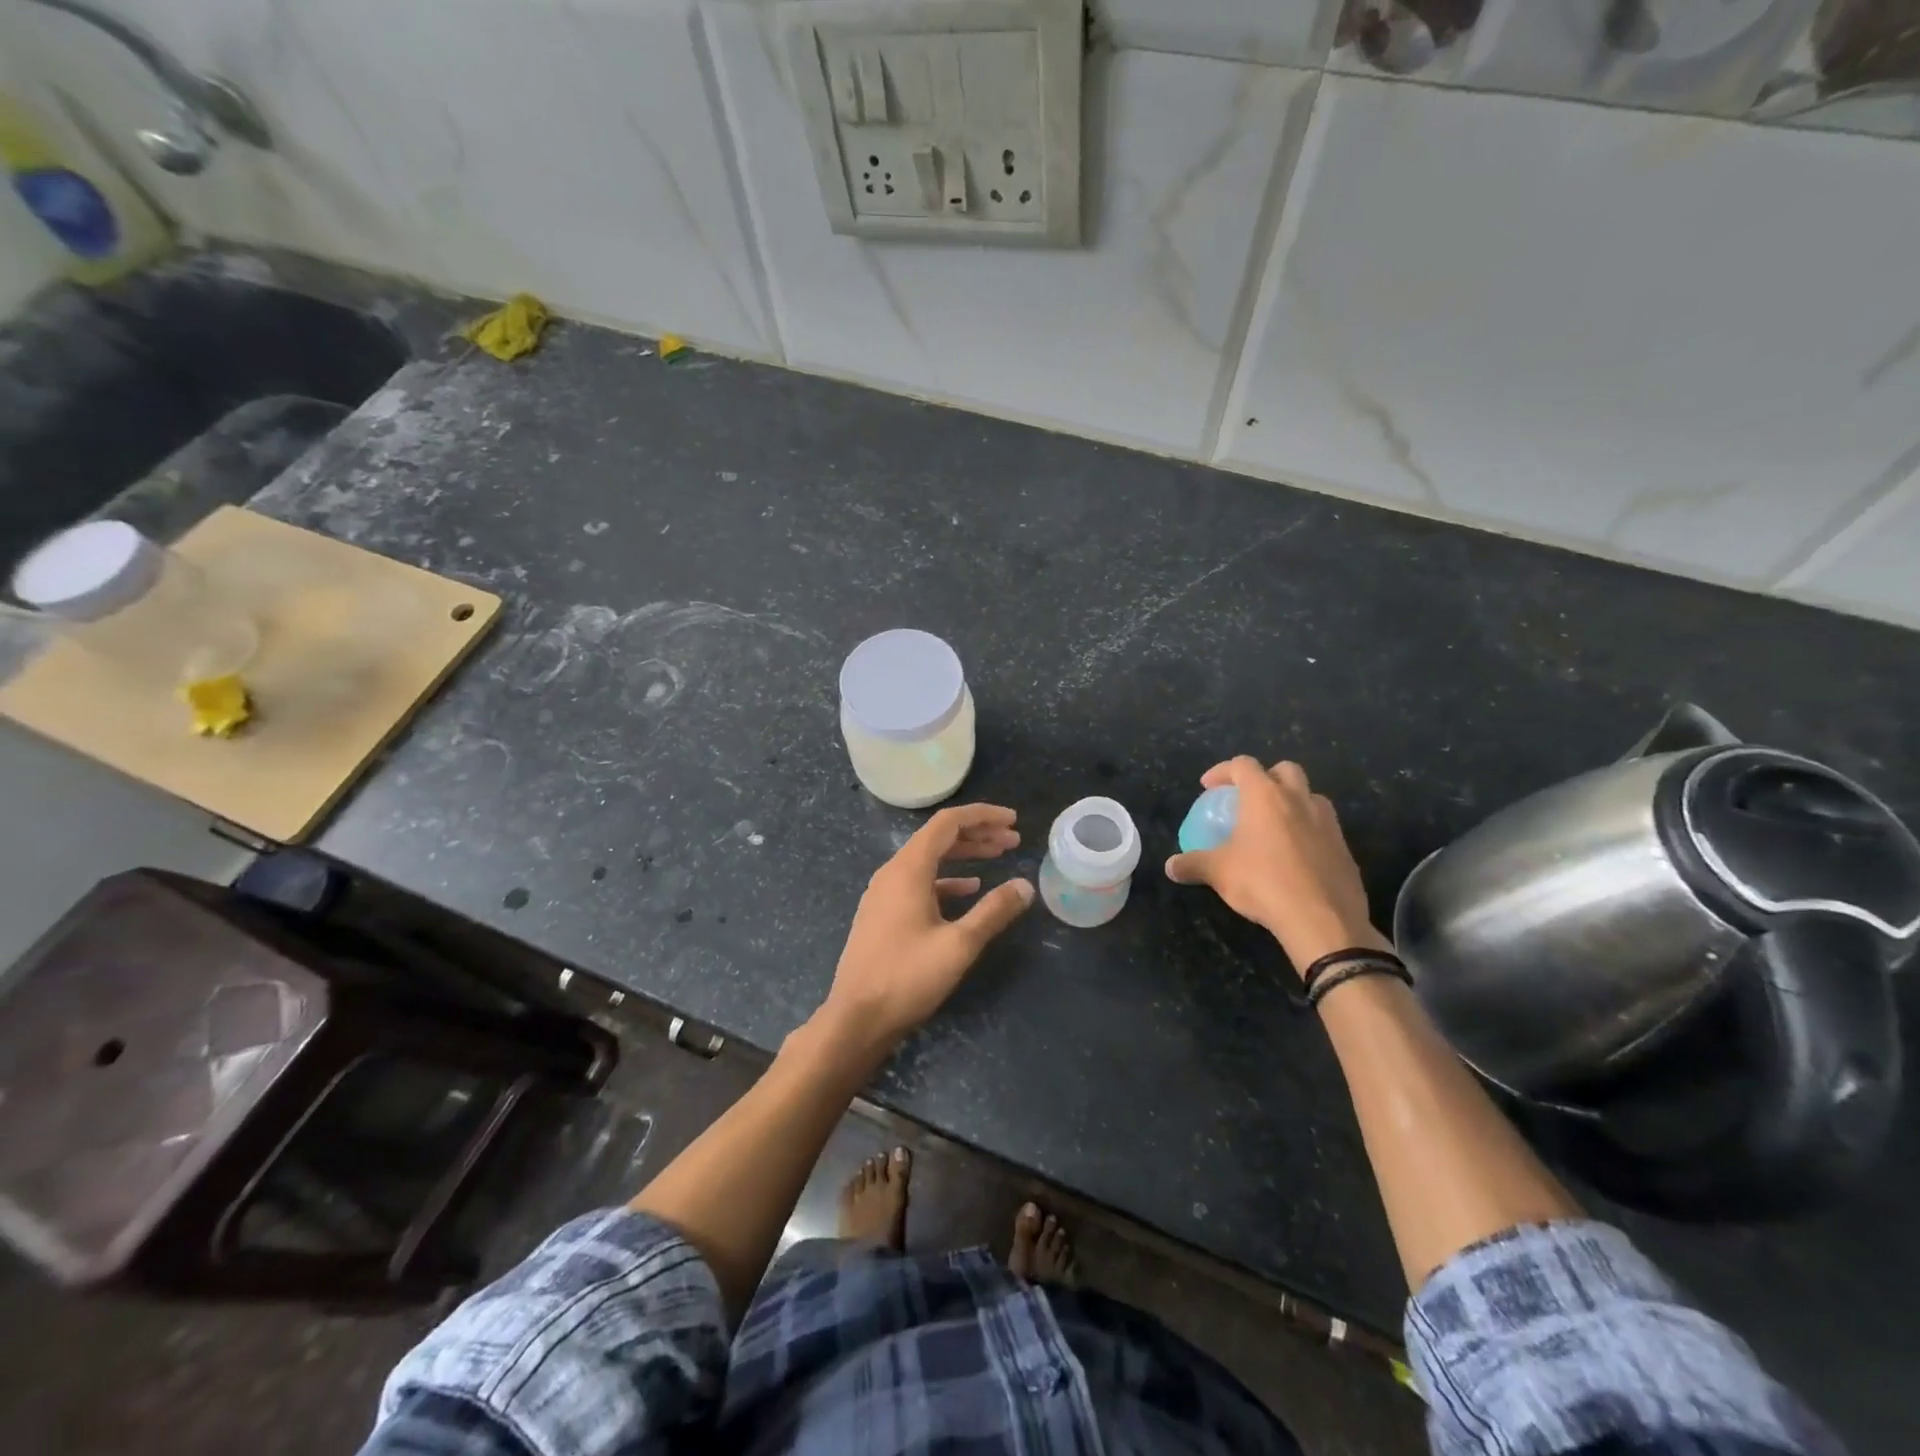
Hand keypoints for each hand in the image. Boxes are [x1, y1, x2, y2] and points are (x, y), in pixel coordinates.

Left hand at [822, 803, 1034, 1046]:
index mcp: (908, 869)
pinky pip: (919, 882)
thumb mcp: (959, 944)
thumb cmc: (907, 976)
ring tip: (998, 856)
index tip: (1014, 820)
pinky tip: (969, 890)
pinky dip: (947, 879)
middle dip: (978, 834)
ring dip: (964, 855)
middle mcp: (893, 872)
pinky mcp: (883, 913)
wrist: (856, 1018)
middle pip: (939, 838)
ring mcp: (884, 893)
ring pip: (929, 860)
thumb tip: (1025, 886)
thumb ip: (994, 911)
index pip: (948, 822)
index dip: (983, 816)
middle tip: (1013, 840)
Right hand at [1164, 758, 1386, 974]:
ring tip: (1275, 826)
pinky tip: (1296, 857)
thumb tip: (1170, 866)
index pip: (1243, 765)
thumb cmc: (1263, 883)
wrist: (1322, 919)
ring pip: (1311, 796)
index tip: (1209, 787)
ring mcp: (1328, 822)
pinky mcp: (1345, 848)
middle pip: (1285, 769)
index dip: (1223, 771)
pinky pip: (1325, 827)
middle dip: (1266, 777)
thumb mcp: (1219, 873)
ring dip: (1293, 802)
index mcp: (1265, 796)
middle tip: (1249, 799)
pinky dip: (1309, 831)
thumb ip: (1193, 864)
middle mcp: (1299, 800)